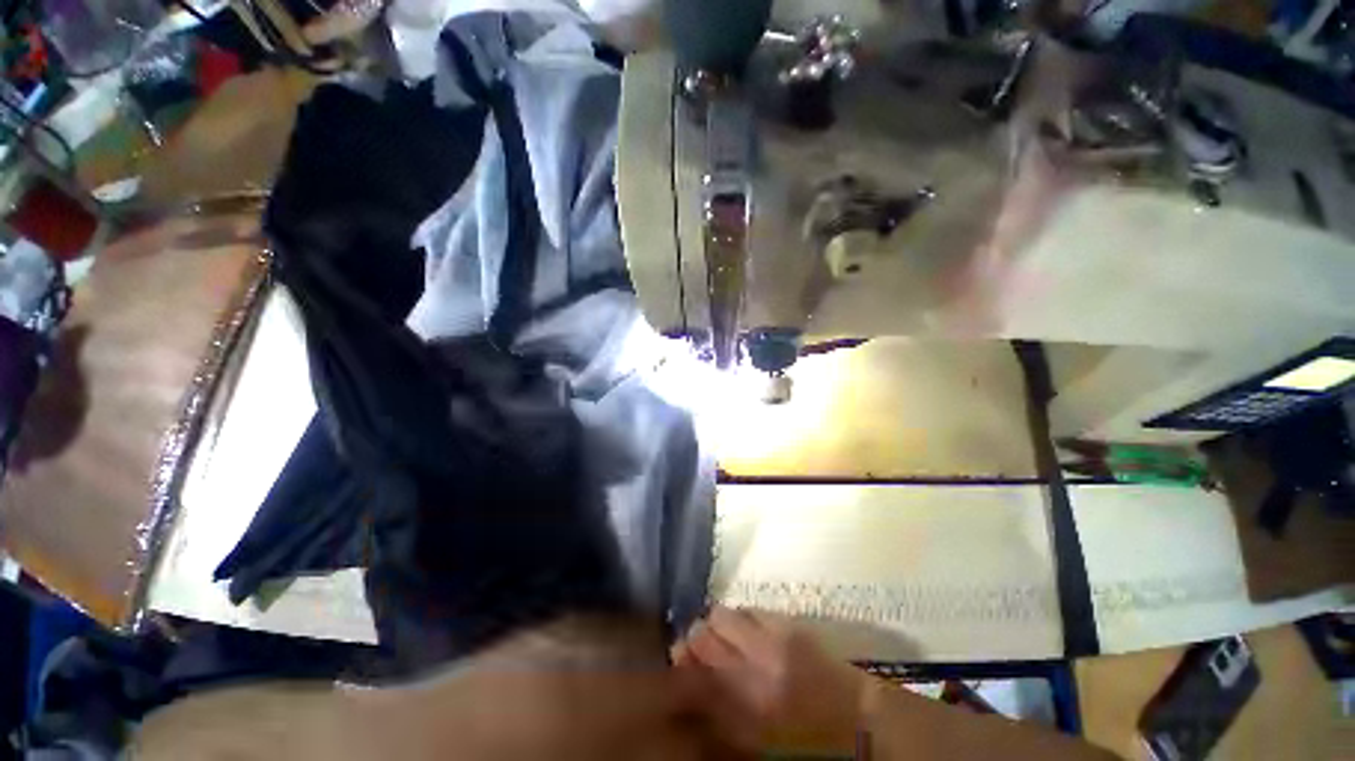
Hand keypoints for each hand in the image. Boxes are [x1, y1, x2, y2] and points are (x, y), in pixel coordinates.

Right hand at [673, 607, 871, 754]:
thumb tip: (693, 691)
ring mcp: (767, 638)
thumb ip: (718, 715)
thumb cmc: (804, 743)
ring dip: (715, 624)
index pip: (689, 672)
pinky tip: (746, 629)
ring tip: (723, 637)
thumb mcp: (753, 740)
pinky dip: (741, 617)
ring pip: (721, 614)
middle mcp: (747, 664)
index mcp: (737, 704)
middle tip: (698, 650)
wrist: (859, 722)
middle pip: (700, 633)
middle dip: (693, 639)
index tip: (679, 662)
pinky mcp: (786, 622)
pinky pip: (750, 609)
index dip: (678, 662)